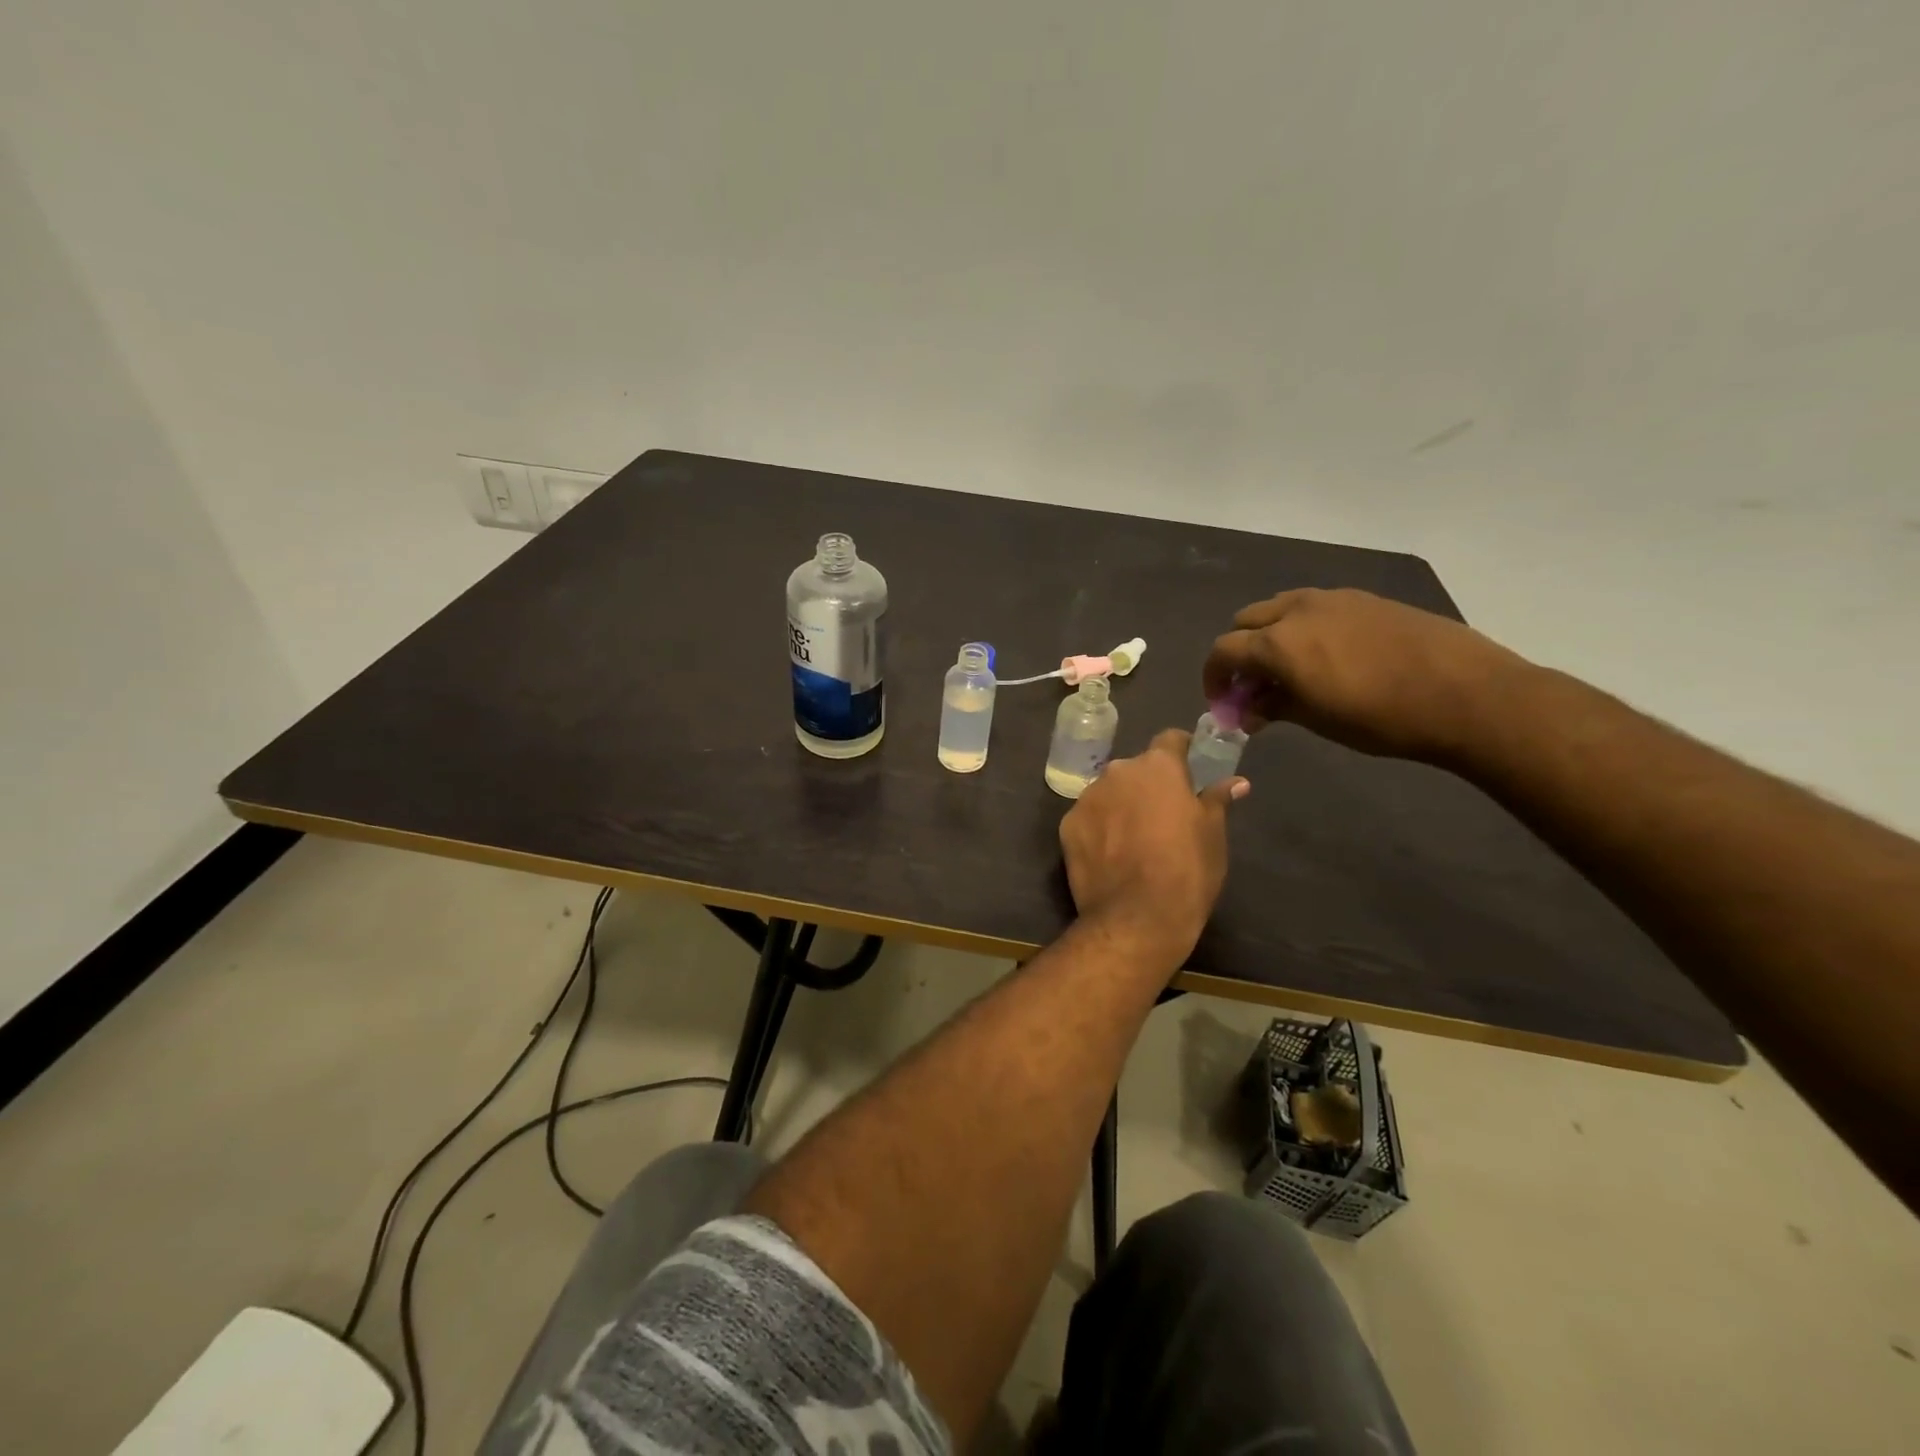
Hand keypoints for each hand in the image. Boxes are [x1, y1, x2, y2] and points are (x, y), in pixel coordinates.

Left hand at [1058, 730, 1246, 972]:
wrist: (1136, 918)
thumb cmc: (1187, 871)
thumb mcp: (1213, 835)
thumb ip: (1217, 799)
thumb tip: (1236, 782)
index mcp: (1157, 767)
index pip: (1170, 740)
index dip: (1181, 750)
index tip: (1189, 766)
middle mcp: (1117, 772)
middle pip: (1135, 770)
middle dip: (1148, 785)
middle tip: (1163, 814)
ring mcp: (1087, 798)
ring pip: (1109, 793)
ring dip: (1120, 805)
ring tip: (1134, 838)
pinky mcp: (1066, 826)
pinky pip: (1088, 818)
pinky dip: (1099, 828)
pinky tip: (1110, 854)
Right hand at [1201, 587, 1529, 760]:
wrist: (1466, 693)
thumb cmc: (1381, 717)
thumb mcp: (1316, 719)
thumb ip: (1273, 707)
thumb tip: (1247, 711)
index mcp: (1278, 643)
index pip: (1222, 651)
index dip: (1213, 677)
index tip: (1222, 702)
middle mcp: (1297, 610)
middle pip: (1245, 622)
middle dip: (1238, 652)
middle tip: (1251, 685)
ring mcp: (1333, 598)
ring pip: (1279, 608)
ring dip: (1269, 635)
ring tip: (1288, 668)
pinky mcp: (1364, 598)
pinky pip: (1315, 606)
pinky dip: (1302, 627)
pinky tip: (1327, 655)